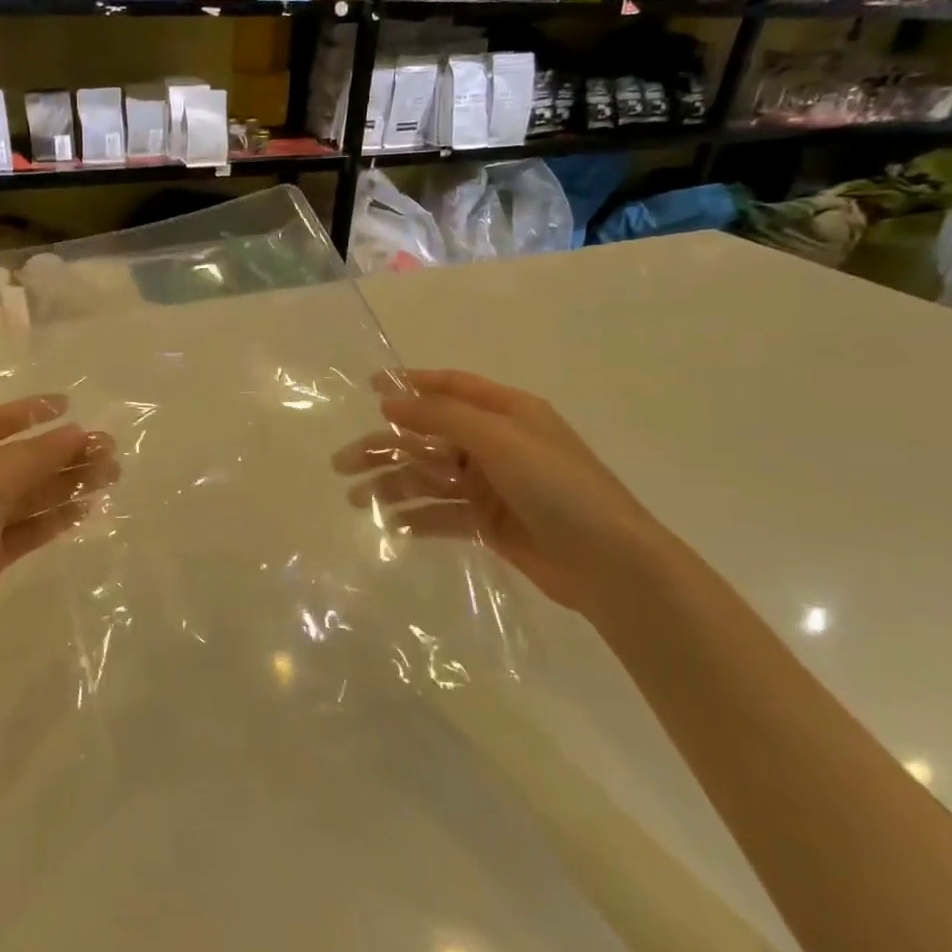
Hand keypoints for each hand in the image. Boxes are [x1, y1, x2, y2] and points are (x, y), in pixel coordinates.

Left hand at [0, 396, 117, 680]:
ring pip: (25, 496)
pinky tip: (85, 511)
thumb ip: (32, 457)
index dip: (31, 412)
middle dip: (61, 454)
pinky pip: (24, 529)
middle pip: (16, 461)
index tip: (72, 406)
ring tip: (109, 477)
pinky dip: (52, 519)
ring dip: (64, 484)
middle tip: (108, 451)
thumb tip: (75, 433)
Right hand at [332, 369, 691, 620]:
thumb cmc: (559, 488)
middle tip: (341, 463)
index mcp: (508, 412)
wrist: (611, 566)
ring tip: (356, 499)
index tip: (368, 388)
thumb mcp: (500, 440)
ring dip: (393, 484)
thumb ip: (441, 417)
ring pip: (430, 477)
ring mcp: (492, 486)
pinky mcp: (489, 524)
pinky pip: (442, 514)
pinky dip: (416, 517)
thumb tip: (390, 401)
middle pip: (429, 436)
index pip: (451, 387)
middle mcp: (497, 444)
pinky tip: (389, 524)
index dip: (410, 385)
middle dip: (385, 447)